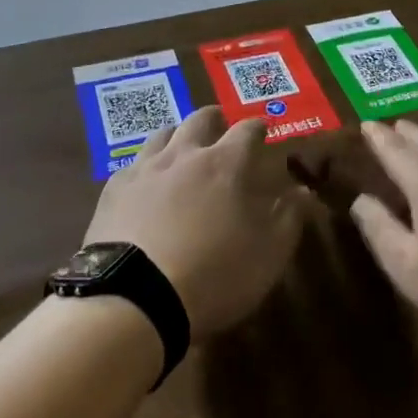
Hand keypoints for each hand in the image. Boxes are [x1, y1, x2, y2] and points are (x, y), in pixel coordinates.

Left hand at [84, 107, 306, 336]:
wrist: (134, 298)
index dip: (258, 127)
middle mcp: (185, 154)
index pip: (247, 130)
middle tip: (222, 128)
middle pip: (201, 119)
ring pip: (164, 133)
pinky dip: (148, 165)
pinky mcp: (114, 189)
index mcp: (226, 164)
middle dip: (216, 120)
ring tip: (183, 148)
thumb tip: (302, 192)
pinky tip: (147, 182)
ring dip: (179, 135)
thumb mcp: (267, 255)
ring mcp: (145, 168)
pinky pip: (134, 163)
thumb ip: (289, 219)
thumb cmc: (213, 275)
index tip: (263, 130)